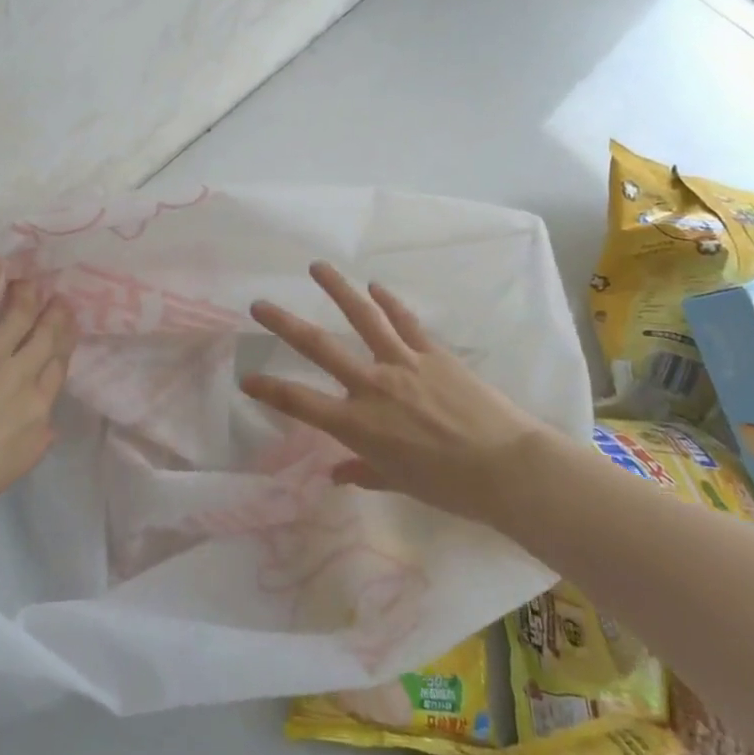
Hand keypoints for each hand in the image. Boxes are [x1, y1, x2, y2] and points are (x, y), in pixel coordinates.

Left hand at [0, 256, 76, 527]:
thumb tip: (50, 423)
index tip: (66, 330)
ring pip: (20, 315)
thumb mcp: (15, 466)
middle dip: (55, 315)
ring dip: (27, 295)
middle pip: (46, 337)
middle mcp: (23, 377)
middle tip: (59, 298)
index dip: (64, 344)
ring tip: (30, 280)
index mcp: (38, 411)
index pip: (58, 368)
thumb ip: (37, 439)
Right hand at [242, 261, 552, 524]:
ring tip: (318, 267)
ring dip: (338, 289)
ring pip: (362, 317)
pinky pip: (405, 321)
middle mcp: (372, 385)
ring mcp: (403, 362)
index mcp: (358, 424)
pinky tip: (374, 286)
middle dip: (284, 324)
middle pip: (319, 347)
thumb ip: (363, 472)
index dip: (268, 389)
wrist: (507, 467)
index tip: (246, 377)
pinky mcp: (432, 352)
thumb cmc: (450, 487)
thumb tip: (336, 473)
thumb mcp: (398, 483)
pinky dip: (388, 301)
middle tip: (259, 304)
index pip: (300, 402)